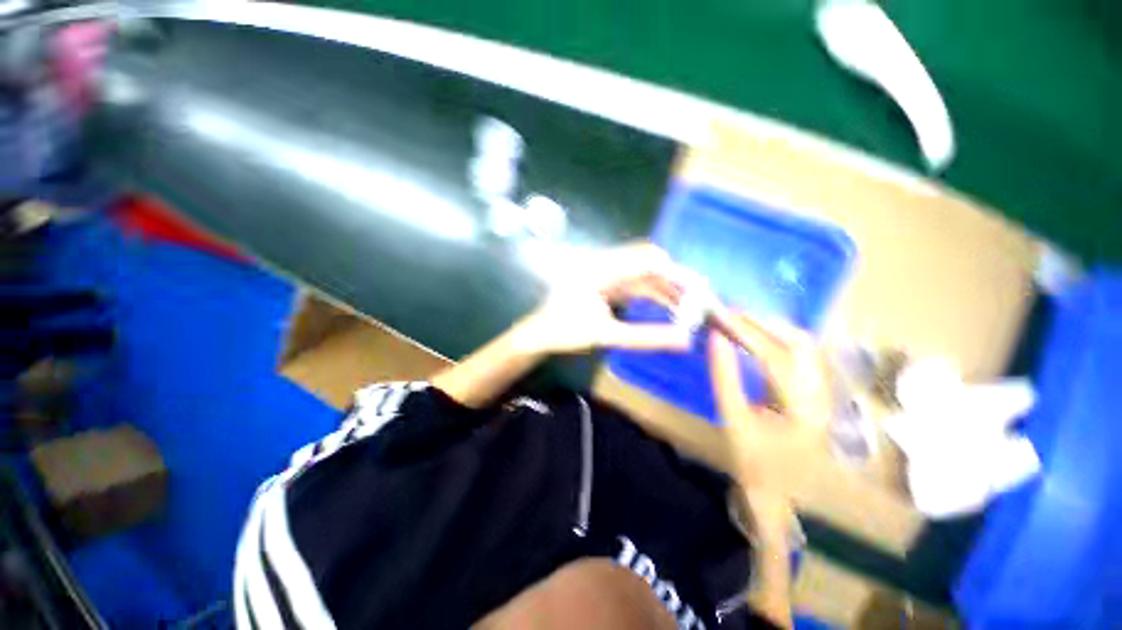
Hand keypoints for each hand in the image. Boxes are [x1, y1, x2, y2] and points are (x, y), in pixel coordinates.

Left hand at [516, 243, 696, 354]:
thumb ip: (645, 336)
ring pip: (645, 273)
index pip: (646, 260)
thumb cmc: (564, 334)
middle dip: (677, 280)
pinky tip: (671, 307)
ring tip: (691, 307)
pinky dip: (655, 294)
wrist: (538, 335)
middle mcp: (604, 263)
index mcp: (600, 268)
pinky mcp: (607, 281)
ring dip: (668, 288)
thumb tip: (685, 340)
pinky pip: (637, 283)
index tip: (700, 292)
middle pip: (649, 262)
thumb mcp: (605, 336)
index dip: (676, 274)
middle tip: (700, 301)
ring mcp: (605, 271)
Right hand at [708, 322, 827, 503]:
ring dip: (769, 326)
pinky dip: (774, 337)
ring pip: (802, 343)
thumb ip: (724, 377)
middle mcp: (822, 394)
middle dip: (761, 322)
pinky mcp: (815, 389)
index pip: (776, 356)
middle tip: (727, 313)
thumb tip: (715, 338)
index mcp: (804, 409)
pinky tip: (752, 336)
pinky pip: (798, 352)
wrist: (777, 490)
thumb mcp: (733, 420)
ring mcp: (823, 391)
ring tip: (737, 320)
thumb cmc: (752, 461)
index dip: (746, 331)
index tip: (720, 315)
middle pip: (799, 342)